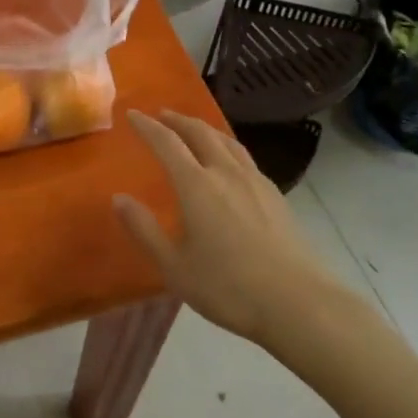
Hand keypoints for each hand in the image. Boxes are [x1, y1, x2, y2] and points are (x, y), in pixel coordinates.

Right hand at [115, 109, 355, 344]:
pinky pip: (244, 157)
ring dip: (205, 129)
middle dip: (178, 120)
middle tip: (162, 115)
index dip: (147, 126)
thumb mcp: (175, 266)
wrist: (298, 302)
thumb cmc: (228, 287)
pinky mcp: (276, 195)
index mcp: (196, 185)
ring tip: (194, 130)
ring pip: (227, 141)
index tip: (133, 114)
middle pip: (200, 132)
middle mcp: (225, 172)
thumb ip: (145, 230)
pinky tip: (229, 163)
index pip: (167, 142)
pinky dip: (227, 147)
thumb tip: (119, 199)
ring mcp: (255, 181)